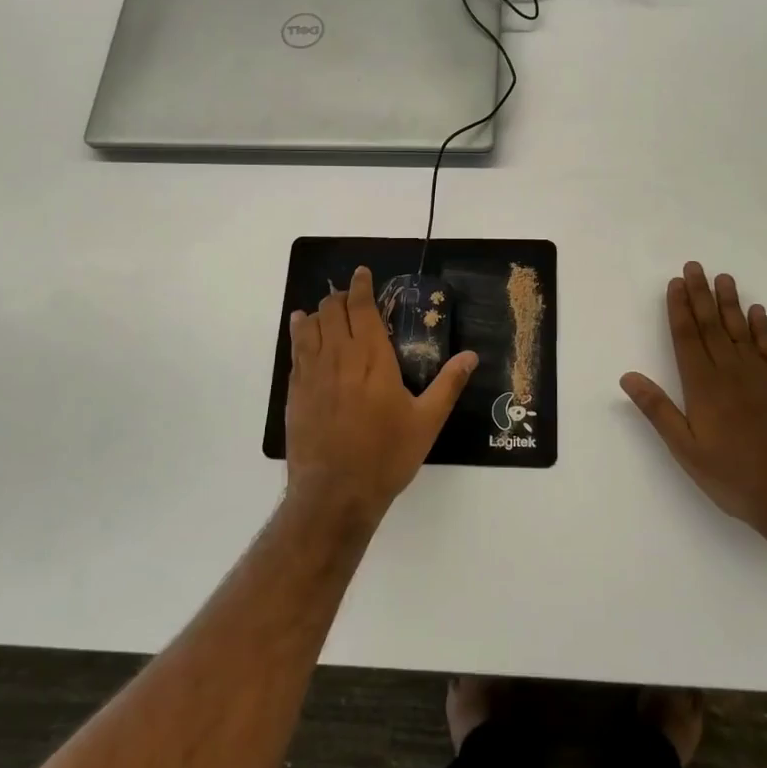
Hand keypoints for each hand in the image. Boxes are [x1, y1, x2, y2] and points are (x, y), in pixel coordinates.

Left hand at [286, 266, 477, 527]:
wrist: (335, 493)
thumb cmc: (386, 456)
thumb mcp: (426, 422)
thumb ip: (448, 385)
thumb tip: (471, 355)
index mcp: (372, 358)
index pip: (362, 309)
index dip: (361, 287)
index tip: (362, 274)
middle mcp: (339, 357)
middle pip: (333, 311)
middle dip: (341, 297)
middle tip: (349, 296)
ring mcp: (312, 374)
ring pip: (310, 327)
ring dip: (318, 312)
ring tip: (324, 308)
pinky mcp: (295, 392)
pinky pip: (295, 351)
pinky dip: (299, 333)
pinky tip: (302, 331)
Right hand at [620, 262, 766, 535]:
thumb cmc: (735, 476)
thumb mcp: (686, 450)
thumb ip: (658, 410)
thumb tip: (628, 376)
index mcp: (704, 386)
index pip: (687, 337)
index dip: (679, 308)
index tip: (675, 283)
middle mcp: (731, 372)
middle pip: (711, 325)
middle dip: (700, 295)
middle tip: (694, 266)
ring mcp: (761, 376)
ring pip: (740, 330)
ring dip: (730, 302)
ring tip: (723, 277)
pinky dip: (762, 327)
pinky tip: (757, 312)